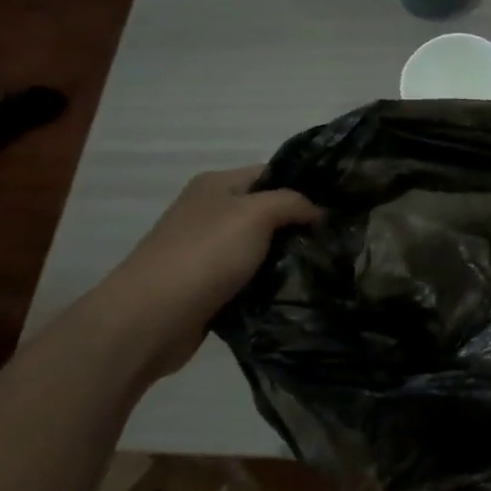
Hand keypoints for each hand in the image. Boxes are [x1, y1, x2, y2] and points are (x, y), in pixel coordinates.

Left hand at [100, 166, 320, 376]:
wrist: (153, 316)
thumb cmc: (206, 254)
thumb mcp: (256, 214)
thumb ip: (291, 203)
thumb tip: (317, 211)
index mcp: (216, 185)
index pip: (270, 174)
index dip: (303, 186)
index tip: (338, 205)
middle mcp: (208, 212)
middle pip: (265, 212)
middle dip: (297, 226)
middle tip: (336, 240)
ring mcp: (205, 251)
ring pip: (258, 249)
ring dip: (284, 259)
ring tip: (323, 267)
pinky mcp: (206, 286)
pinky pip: (247, 278)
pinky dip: (267, 284)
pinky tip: (292, 291)